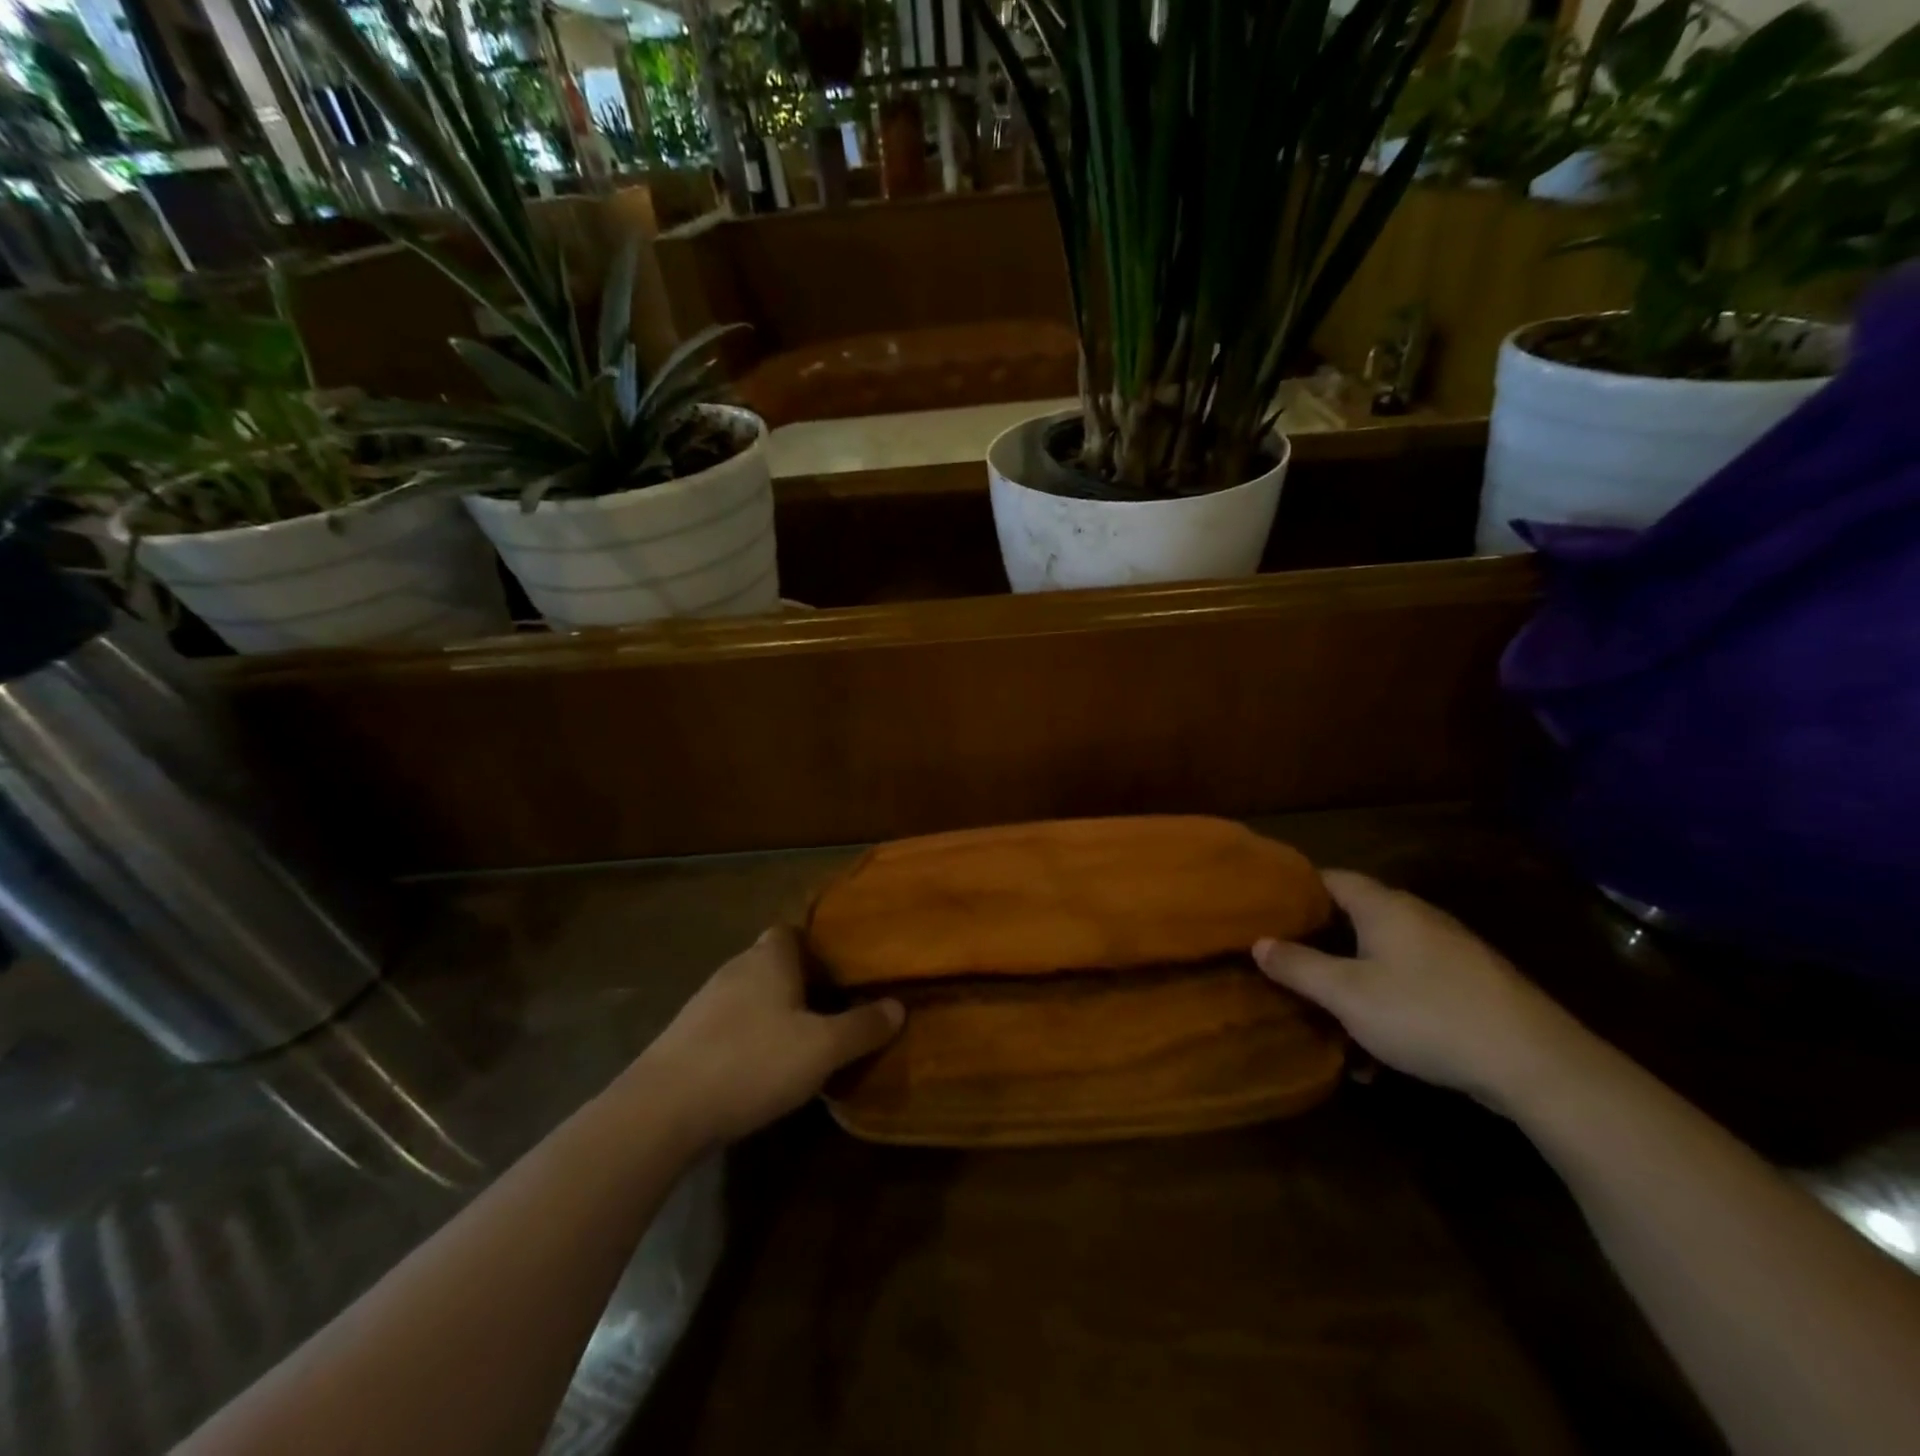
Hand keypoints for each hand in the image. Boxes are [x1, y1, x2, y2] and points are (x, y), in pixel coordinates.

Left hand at [620, 926, 903, 1150]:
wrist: (661, 1111)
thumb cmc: (751, 1063)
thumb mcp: (821, 1049)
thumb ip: (862, 1027)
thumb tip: (898, 1006)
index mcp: (769, 958)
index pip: (792, 931)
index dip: (817, 944)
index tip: (841, 967)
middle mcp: (736, 969)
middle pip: (773, 962)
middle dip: (800, 980)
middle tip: (832, 1006)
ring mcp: (704, 1002)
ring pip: (750, 994)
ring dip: (773, 1010)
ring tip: (801, 1038)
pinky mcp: (684, 1037)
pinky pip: (728, 1024)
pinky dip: (747, 1035)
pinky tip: (759, 1066)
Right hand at [1253, 871, 1591, 1112]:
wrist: (1536, 1064)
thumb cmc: (1425, 1013)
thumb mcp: (1347, 994)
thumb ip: (1298, 966)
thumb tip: (1258, 942)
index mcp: (1384, 906)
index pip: (1330, 878)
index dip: (1295, 889)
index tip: (1265, 909)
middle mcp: (1417, 918)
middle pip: (1355, 918)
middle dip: (1319, 943)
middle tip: (1284, 963)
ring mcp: (1449, 952)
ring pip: (1382, 958)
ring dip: (1352, 985)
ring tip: (1326, 1019)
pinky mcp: (1471, 987)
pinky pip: (1411, 986)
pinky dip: (1387, 1008)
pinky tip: (1377, 1057)